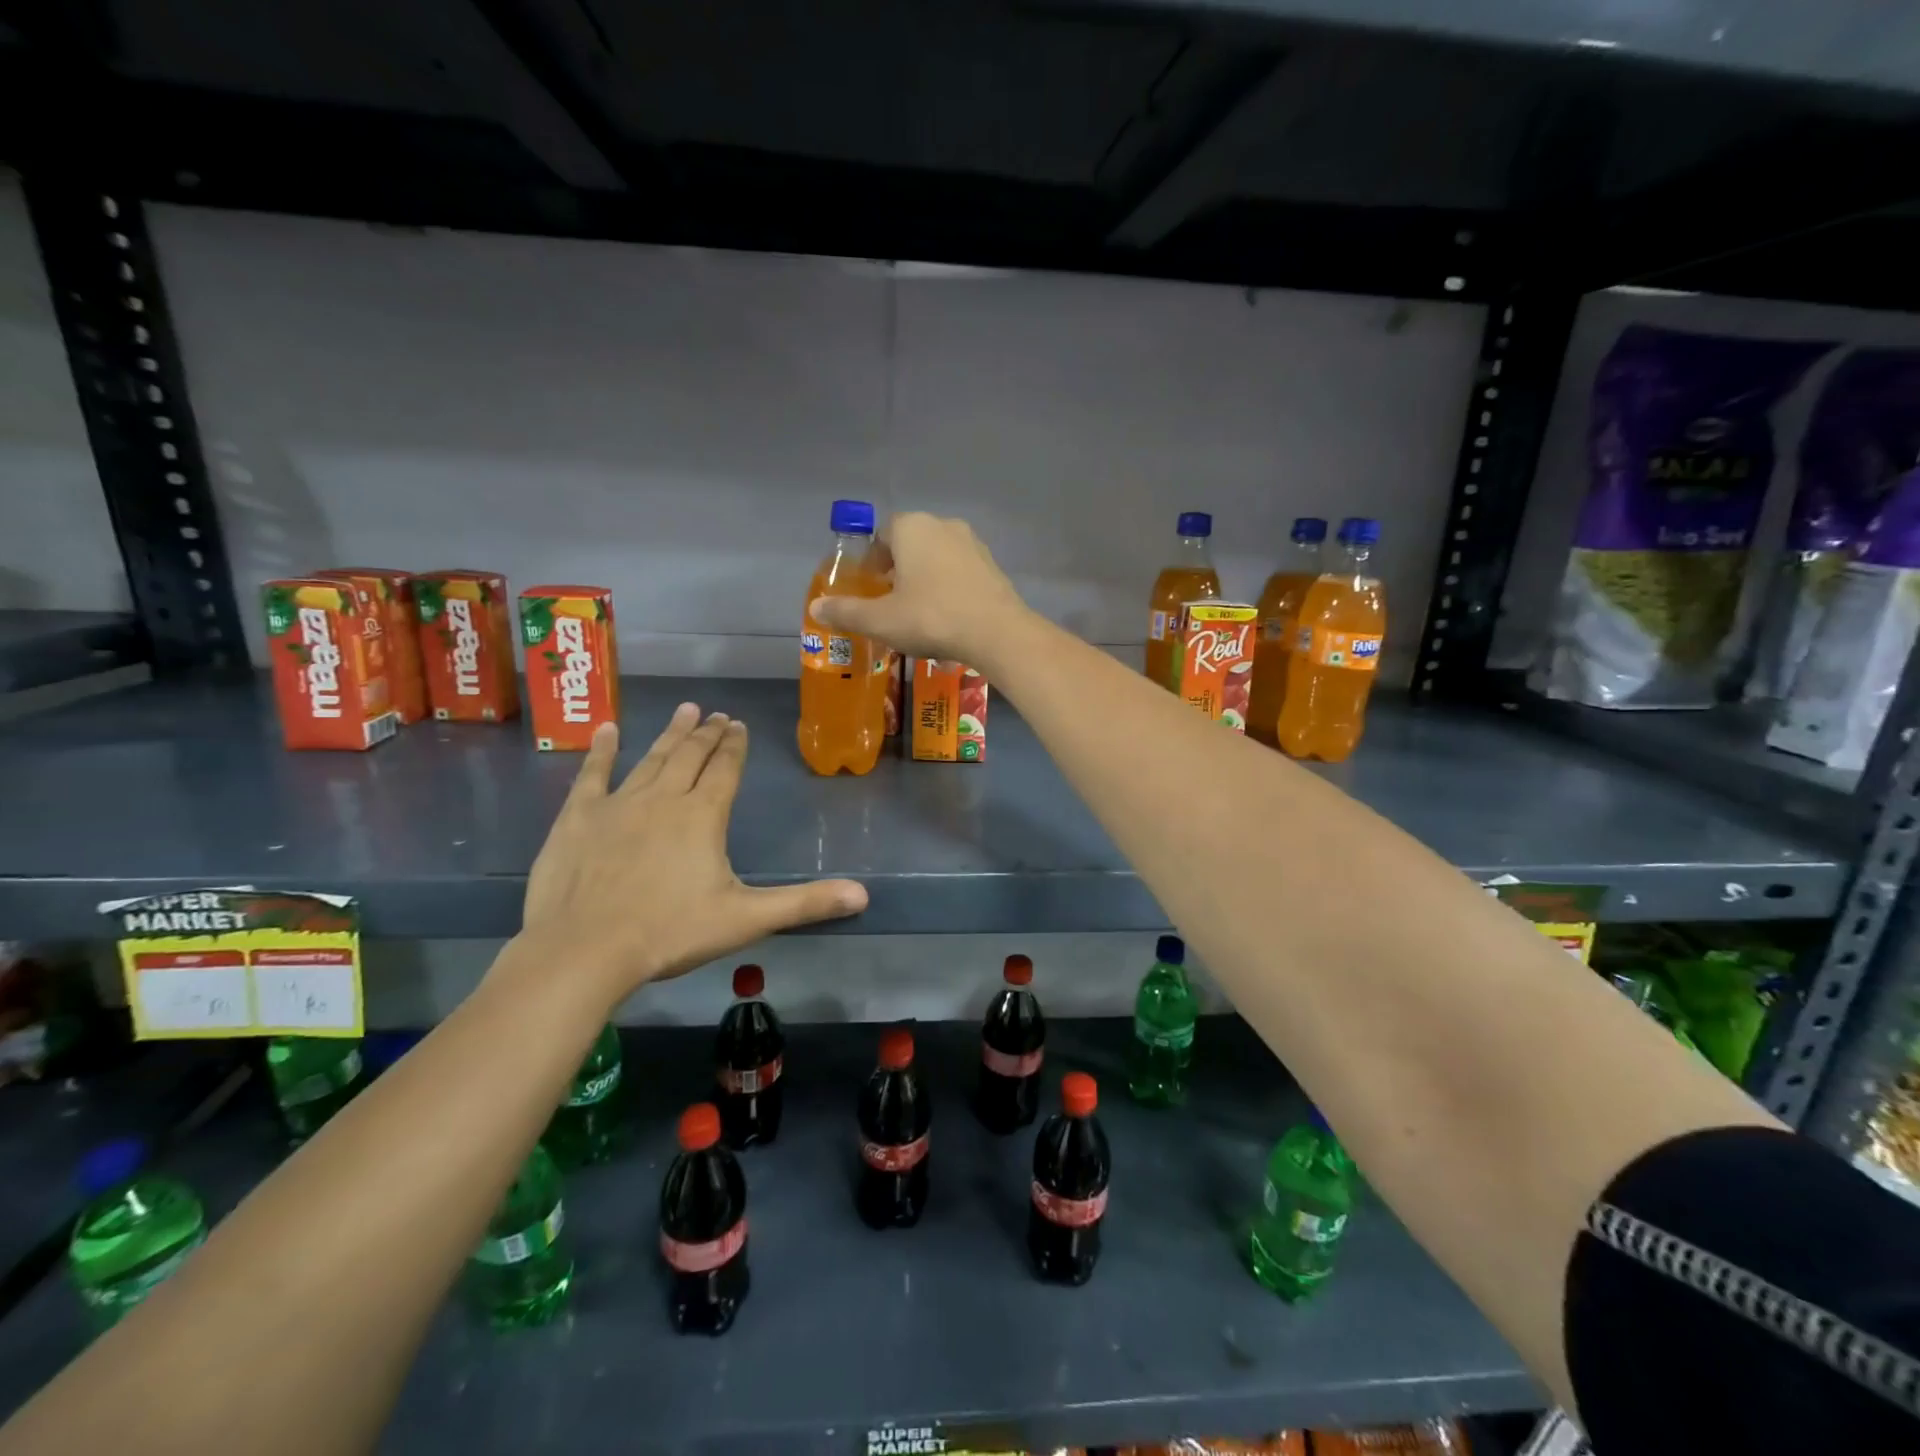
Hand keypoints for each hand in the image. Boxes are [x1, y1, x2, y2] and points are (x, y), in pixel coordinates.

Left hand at [518, 705, 867, 1001]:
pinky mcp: (578, 817)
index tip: (739, 725)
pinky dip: (601, 750)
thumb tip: (863, 896)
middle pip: (691, 756)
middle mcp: (664, 798)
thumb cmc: (670, 933)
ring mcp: (618, 804)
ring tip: (686, 710)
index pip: (725, 770)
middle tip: (718, 714)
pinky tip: (608, 729)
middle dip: (707, 734)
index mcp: (703, 816)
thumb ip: (805, 903)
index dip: (735, 746)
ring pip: (650, 758)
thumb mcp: (746, 919)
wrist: (584, 950)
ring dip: (670, 733)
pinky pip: (593, 774)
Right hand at [808, 512, 1027, 664]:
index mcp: (912, 528)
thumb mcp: (881, 620)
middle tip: (891, 601)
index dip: (873, 559)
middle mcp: (943, 525)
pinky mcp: (993, 565)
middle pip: (912, 542)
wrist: (996, 632)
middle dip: (899, 568)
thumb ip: (846, 612)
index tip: (871, 586)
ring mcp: (973, 543)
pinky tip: (948, 615)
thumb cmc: (931, 618)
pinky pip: (961, 571)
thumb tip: (816, 607)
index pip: (883, 533)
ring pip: (938, 556)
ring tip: (919, 611)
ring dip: (925, 577)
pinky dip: (949, 586)